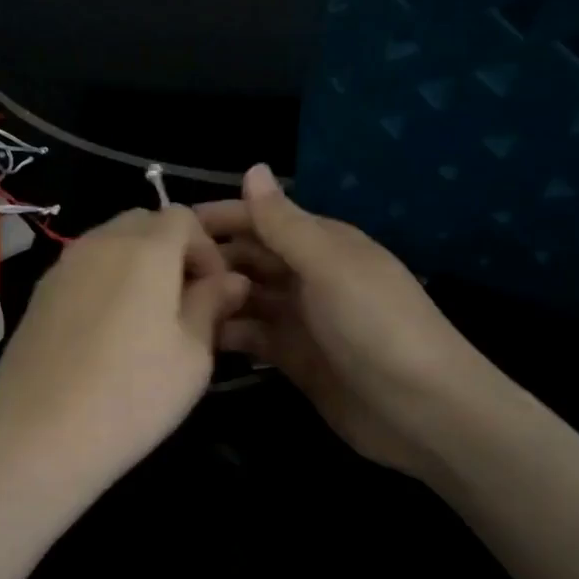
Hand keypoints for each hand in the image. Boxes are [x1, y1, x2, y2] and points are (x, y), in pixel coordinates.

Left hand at [0, 206, 249, 507]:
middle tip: (183, 302)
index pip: (183, 216)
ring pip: (109, 242)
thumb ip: (211, 305)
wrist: (39, 433)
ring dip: (136, 264)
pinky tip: (106, 331)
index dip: (206, 248)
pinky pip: (83, 268)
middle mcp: (99, 243)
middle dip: (171, 250)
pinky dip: (104, 280)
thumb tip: (231, 280)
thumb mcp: (192, 355)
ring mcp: (62, 266)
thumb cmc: (132, 395)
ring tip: (146, 318)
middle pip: (143, 222)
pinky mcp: (39, 293)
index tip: (213, 292)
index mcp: (145, 248)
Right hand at [197, 166, 495, 475]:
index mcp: (321, 243)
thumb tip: (252, 168)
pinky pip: (249, 336)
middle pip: (247, 257)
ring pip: (243, 297)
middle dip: (209, 260)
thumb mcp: (329, 266)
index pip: (260, 219)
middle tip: (156, 274)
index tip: (167, 228)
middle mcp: (306, 275)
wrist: (421, 410)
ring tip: (168, 307)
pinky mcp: (291, 357)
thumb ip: (284, 223)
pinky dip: (225, 334)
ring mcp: (298, 318)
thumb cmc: (376, 325)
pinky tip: (193, 338)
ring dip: (213, 297)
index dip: (218, 219)